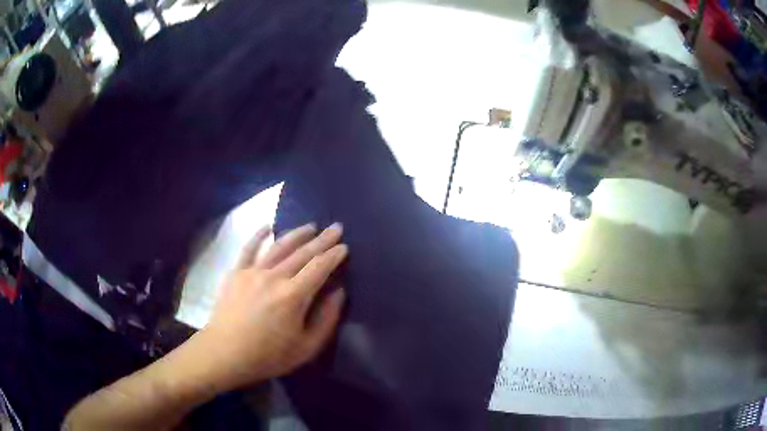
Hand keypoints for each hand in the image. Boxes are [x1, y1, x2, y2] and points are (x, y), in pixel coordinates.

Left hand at [196, 223, 347, 390]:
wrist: (225, 354)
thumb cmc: (268, 356)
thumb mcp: (306, 347)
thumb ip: (326, 319)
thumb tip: (339, 292)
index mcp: (293, 296)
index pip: (319, 267)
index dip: (334, 255)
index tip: (344, 246)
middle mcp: (274, 277)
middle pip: (302, 253)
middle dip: (322, 239)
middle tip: (336, 227)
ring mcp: (252, 272)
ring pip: (279, 246)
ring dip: (297, 234)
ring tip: (311, 226)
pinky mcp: (236, 273)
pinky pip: (248, 248)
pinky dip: (258, 235)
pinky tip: (267, 226)